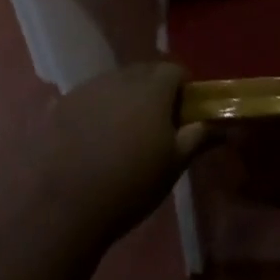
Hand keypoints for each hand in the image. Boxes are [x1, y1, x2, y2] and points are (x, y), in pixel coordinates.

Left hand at [38, 63, 206, 236]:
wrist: (63, 208)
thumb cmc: (130, 185)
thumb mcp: (173, 165)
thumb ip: (198, 137)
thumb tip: (222, 126)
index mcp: (151, 89)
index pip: (175, 71)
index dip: (183, 88)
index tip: (184, 113)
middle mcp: (119, 79)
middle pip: (143, 72)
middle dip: (153, 90)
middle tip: (155, 124)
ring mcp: (85, 90)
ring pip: (113, 83)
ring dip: (122, 99)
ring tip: (120, 134)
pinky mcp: (58, 106)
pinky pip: (85, 98)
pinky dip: (93, 110)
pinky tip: (89, 140)